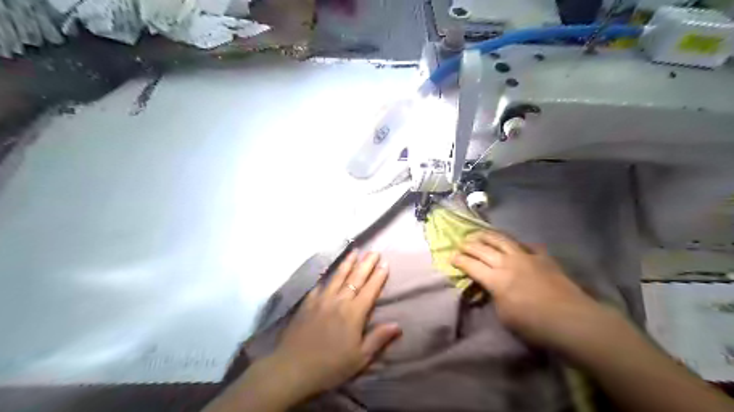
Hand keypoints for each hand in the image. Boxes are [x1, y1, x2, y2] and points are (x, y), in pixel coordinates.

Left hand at [269, 250, 399, 400]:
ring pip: (338, 276)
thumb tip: (398, 325)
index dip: (378, 276)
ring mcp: (321, 299)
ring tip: (355, 251)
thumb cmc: (330, 366)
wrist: (293, 367)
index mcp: (354, 313)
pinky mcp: (307, 302)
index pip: (370, 289)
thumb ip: (378, 338)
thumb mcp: (360, 358)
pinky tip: (329, 270)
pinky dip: (327, 275)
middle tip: (374, 251)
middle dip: (366, 263)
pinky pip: (320, 284)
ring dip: (348, 263)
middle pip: (355, 278)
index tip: (385, 263)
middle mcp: (339, 301)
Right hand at [454, 230, 602, 348]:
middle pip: (482, 248)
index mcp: (496, 279)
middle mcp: (508, 263)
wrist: (573, 320)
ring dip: (487, 235)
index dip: (458, 260)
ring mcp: (526, 256)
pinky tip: (515, 245)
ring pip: (501, 239)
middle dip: (469, 245)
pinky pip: (526, 245)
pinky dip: (517, 244)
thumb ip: (494, 297)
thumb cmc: (534, 325)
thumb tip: (492, 288)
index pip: (471, 265)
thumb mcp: (504, 316)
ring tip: (479, 233)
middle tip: (461, 244)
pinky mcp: (543, 257)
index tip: (451, 258)